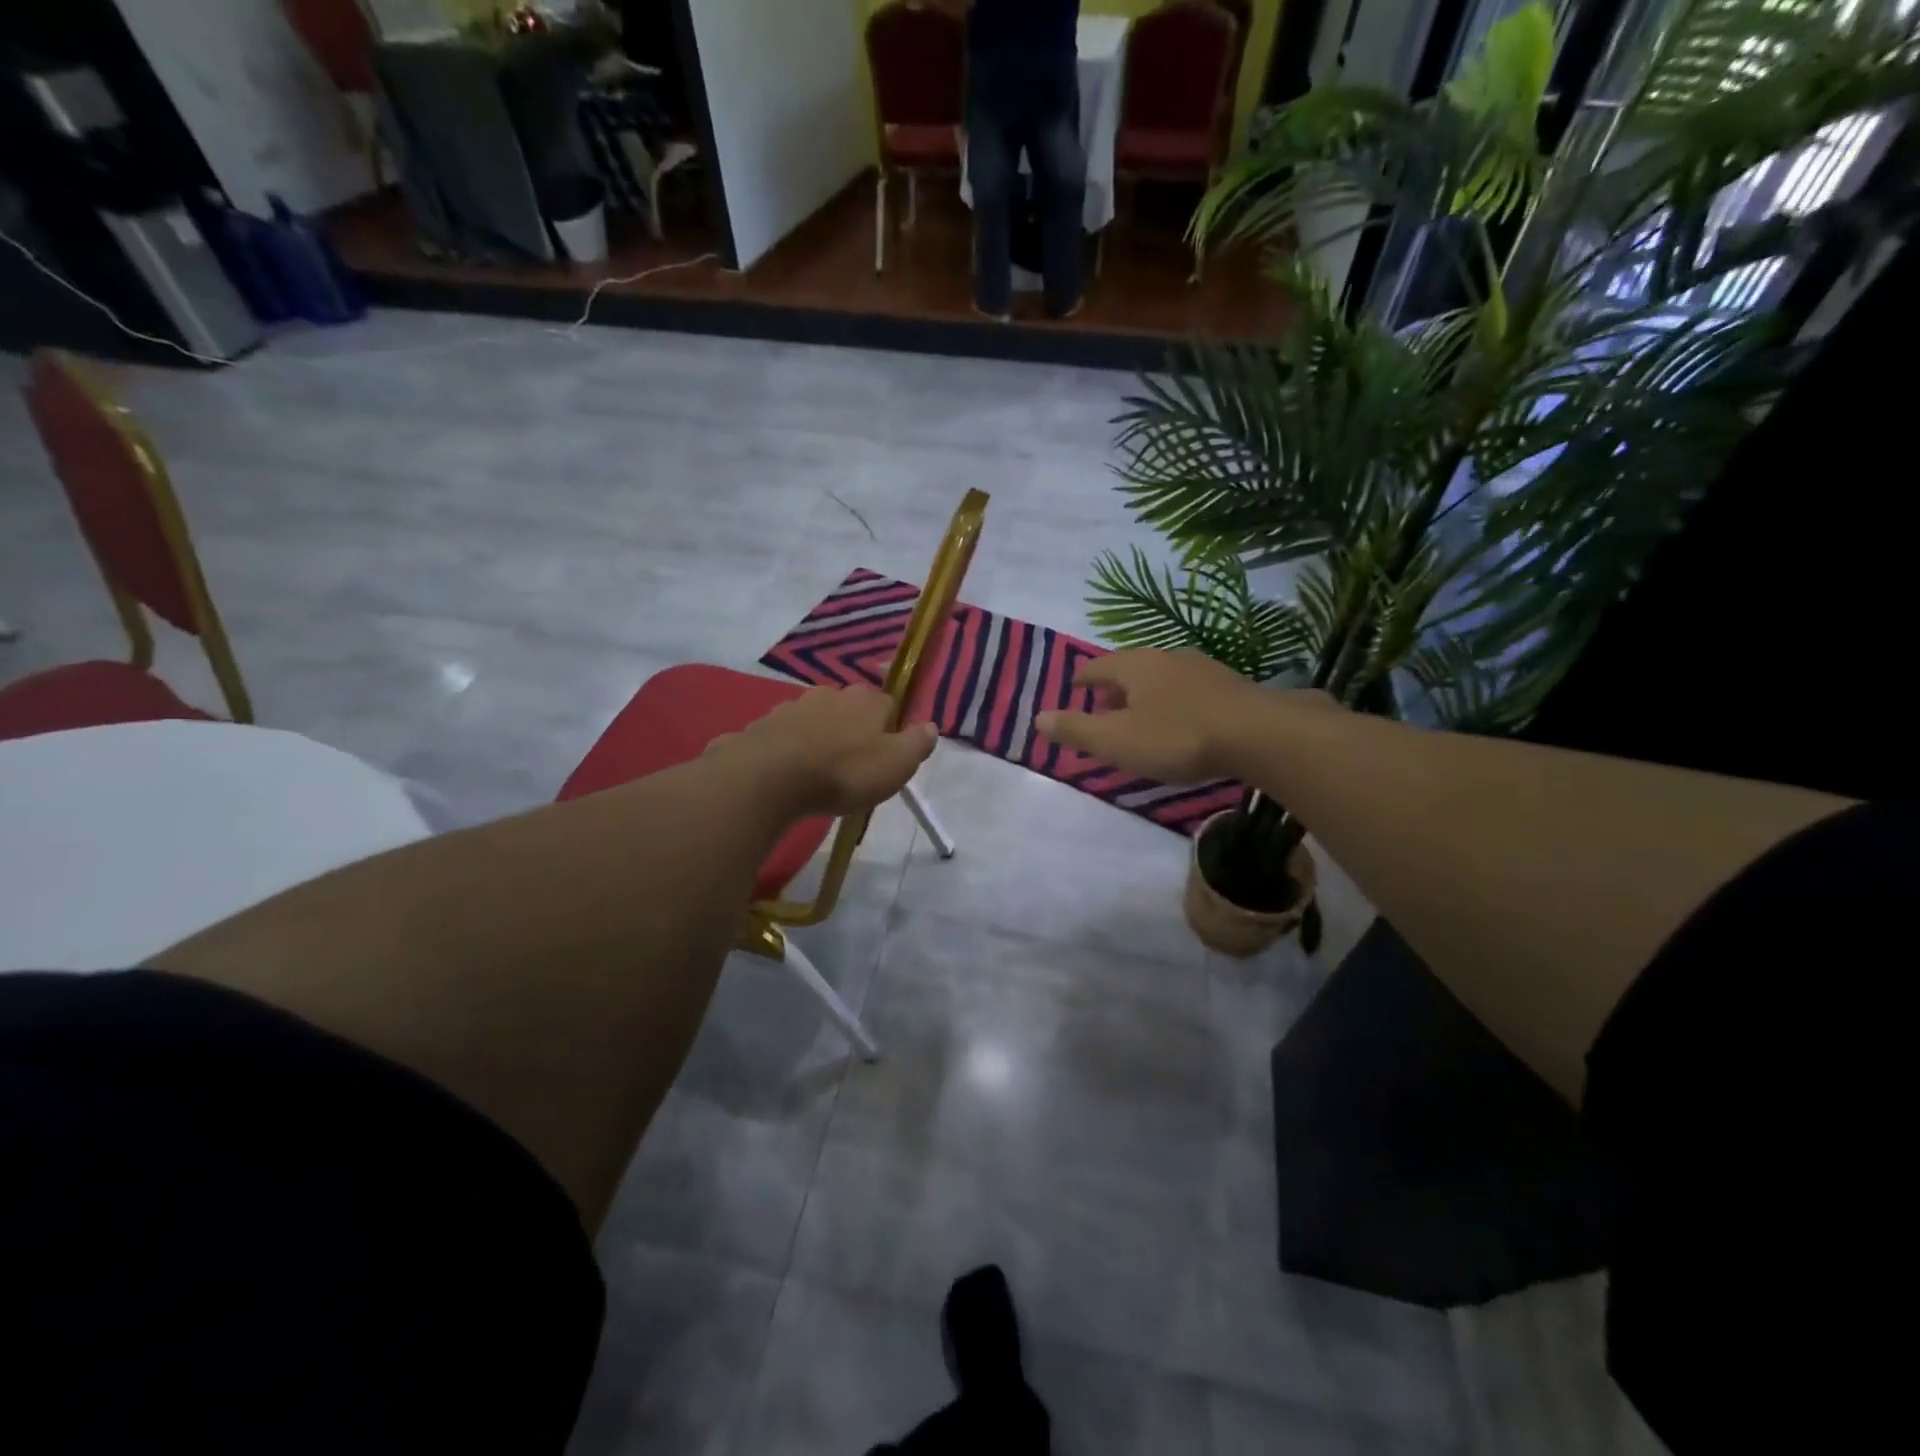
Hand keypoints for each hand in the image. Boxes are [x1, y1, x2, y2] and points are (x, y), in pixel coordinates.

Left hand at [713, 685, 937, 817]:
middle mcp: (831, 694)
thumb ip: (917, 743)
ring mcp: (793, 706)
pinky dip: (788, 749)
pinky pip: (783, 736)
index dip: (890, 729)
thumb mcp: (896, 764)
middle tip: (852, 766)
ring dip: (819, 738)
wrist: (770, 777)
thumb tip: (930, 725)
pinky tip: (786, 773)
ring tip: (818, 772)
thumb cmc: (844, 772)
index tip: (885, 756)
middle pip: (849, 710)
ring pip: (815, 720)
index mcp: (867, 700)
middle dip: (852, 731)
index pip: (888, 705)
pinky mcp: (763, 725)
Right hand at [1036, 649, 1332, 782]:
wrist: (1258, 734)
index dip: (1084, 678)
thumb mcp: (1117, 740)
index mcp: (1135, 666)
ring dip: (1146, 692)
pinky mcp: (1229, 686)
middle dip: (1115, 685)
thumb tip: (1038, 718)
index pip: (1098, 666)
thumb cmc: (1177, 737)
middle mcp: (1166, 658)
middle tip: (1104, 702)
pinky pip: (1188, 689)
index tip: (1075, 686)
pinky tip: (1181, 718)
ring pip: (1162, 676)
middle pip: (1131, 668)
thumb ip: (1076, 730)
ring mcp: (1201, 668)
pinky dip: (1174, 700)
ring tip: (1140, 712)